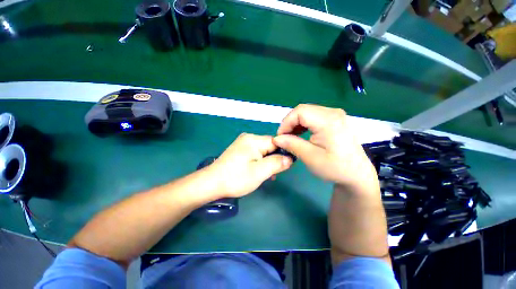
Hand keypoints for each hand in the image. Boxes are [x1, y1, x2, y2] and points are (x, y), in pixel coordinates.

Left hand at [205, 133, 292, 197]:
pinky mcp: (240, 150)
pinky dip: (260, 162)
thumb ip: (277, 163)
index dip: (283, 153)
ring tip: (266, 175)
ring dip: (267, 162)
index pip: (276, 142)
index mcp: (254, 140)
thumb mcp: (260, 172)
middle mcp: (249, 138)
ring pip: (263, 151)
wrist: (211, 183)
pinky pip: (255, 153)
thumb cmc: (236, 178)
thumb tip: (290, 158)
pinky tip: (258, 171)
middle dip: (274, 159)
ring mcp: (243, 143)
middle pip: (270, 146)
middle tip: (274, 173)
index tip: (285, 165)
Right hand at [273, 104, 377, 193]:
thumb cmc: (335, 167)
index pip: (300, 112)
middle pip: (303, 110)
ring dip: (296, 123)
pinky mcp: (335, 119)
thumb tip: (276, 138)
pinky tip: (301, 133)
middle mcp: (333, 112)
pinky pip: (314, 116)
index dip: (286, 122)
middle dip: (290, 123)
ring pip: (307, 112)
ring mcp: (335, 115)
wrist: (357, 173)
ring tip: (291, 137)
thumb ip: (292, 145)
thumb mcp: (311, 157)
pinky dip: (304, 124)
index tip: (280, 137)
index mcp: (328, 121)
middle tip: (284, 138)